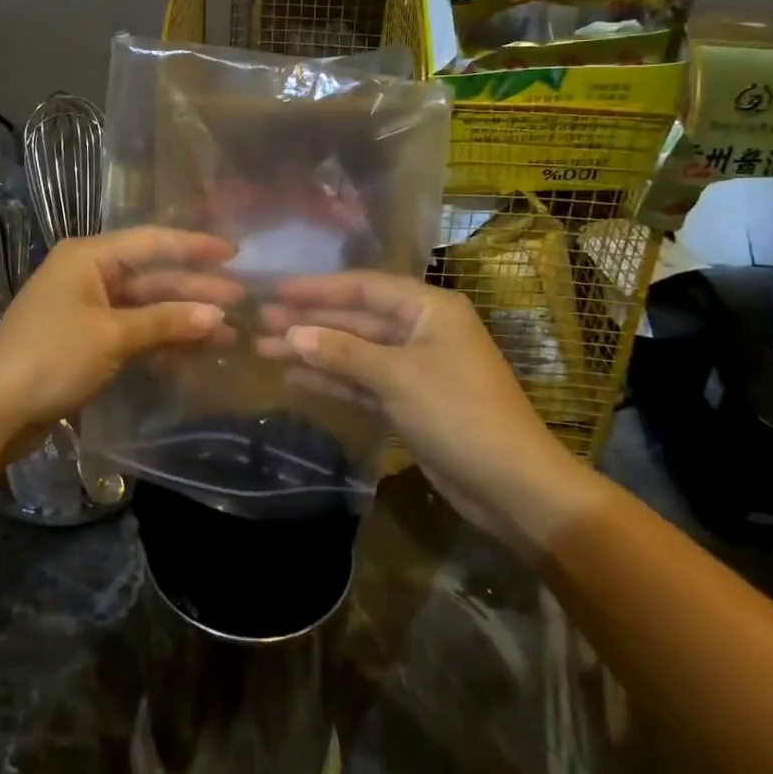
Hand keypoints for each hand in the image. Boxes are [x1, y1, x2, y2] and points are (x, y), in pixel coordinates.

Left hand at [0, 227, 238, 445]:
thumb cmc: (52, 356)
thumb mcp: (113, 335)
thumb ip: (166, 322)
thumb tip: (218, 315)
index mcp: (89, 257)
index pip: (152, 242)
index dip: (194, 246)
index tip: (234, 254)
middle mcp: (88, 275)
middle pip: (151, 276)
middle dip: (194, 289)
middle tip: (241, 300)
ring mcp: (86, 309)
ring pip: (145, 307)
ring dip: (182, 318)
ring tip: (226, 332)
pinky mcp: (85, 341)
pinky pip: (132, 331)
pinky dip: (160, 339)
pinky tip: (192, 351)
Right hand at [259, 272, 603, 547]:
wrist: (514, 486)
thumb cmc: (460, 414)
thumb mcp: (398, 377)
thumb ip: (343, 353)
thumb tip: (292, 334)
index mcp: (429, 309)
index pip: (363, 287)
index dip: (317, 288)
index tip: (275, 290)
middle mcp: (421, 330)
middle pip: (355, 319)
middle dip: (309, 321)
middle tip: (259, 321)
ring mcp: (414, 368)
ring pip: (355, 352)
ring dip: (314, 351)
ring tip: (265, 348)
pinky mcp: (409, 402)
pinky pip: (362, 382)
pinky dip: (333, 380)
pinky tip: (296, 377)